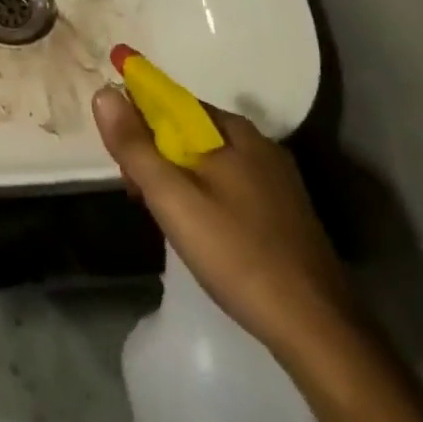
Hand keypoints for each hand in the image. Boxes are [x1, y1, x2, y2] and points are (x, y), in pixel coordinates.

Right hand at [93, 87, 353, 353]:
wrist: (318, 329)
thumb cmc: (238, 254)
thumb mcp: (174, 199)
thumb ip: (136, 146)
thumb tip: (104, 92)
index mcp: (233, 131)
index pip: (174, 101)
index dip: (140, 114)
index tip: (119, 148)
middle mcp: (259, 144)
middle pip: (192, 131)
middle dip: (157, 151)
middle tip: (137, 191)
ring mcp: (278, 180)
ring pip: (213, 161)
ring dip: (179, 176)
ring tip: (162, 215)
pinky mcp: (286, 214)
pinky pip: (233, 186)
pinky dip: (206, 195)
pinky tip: (201, 231)